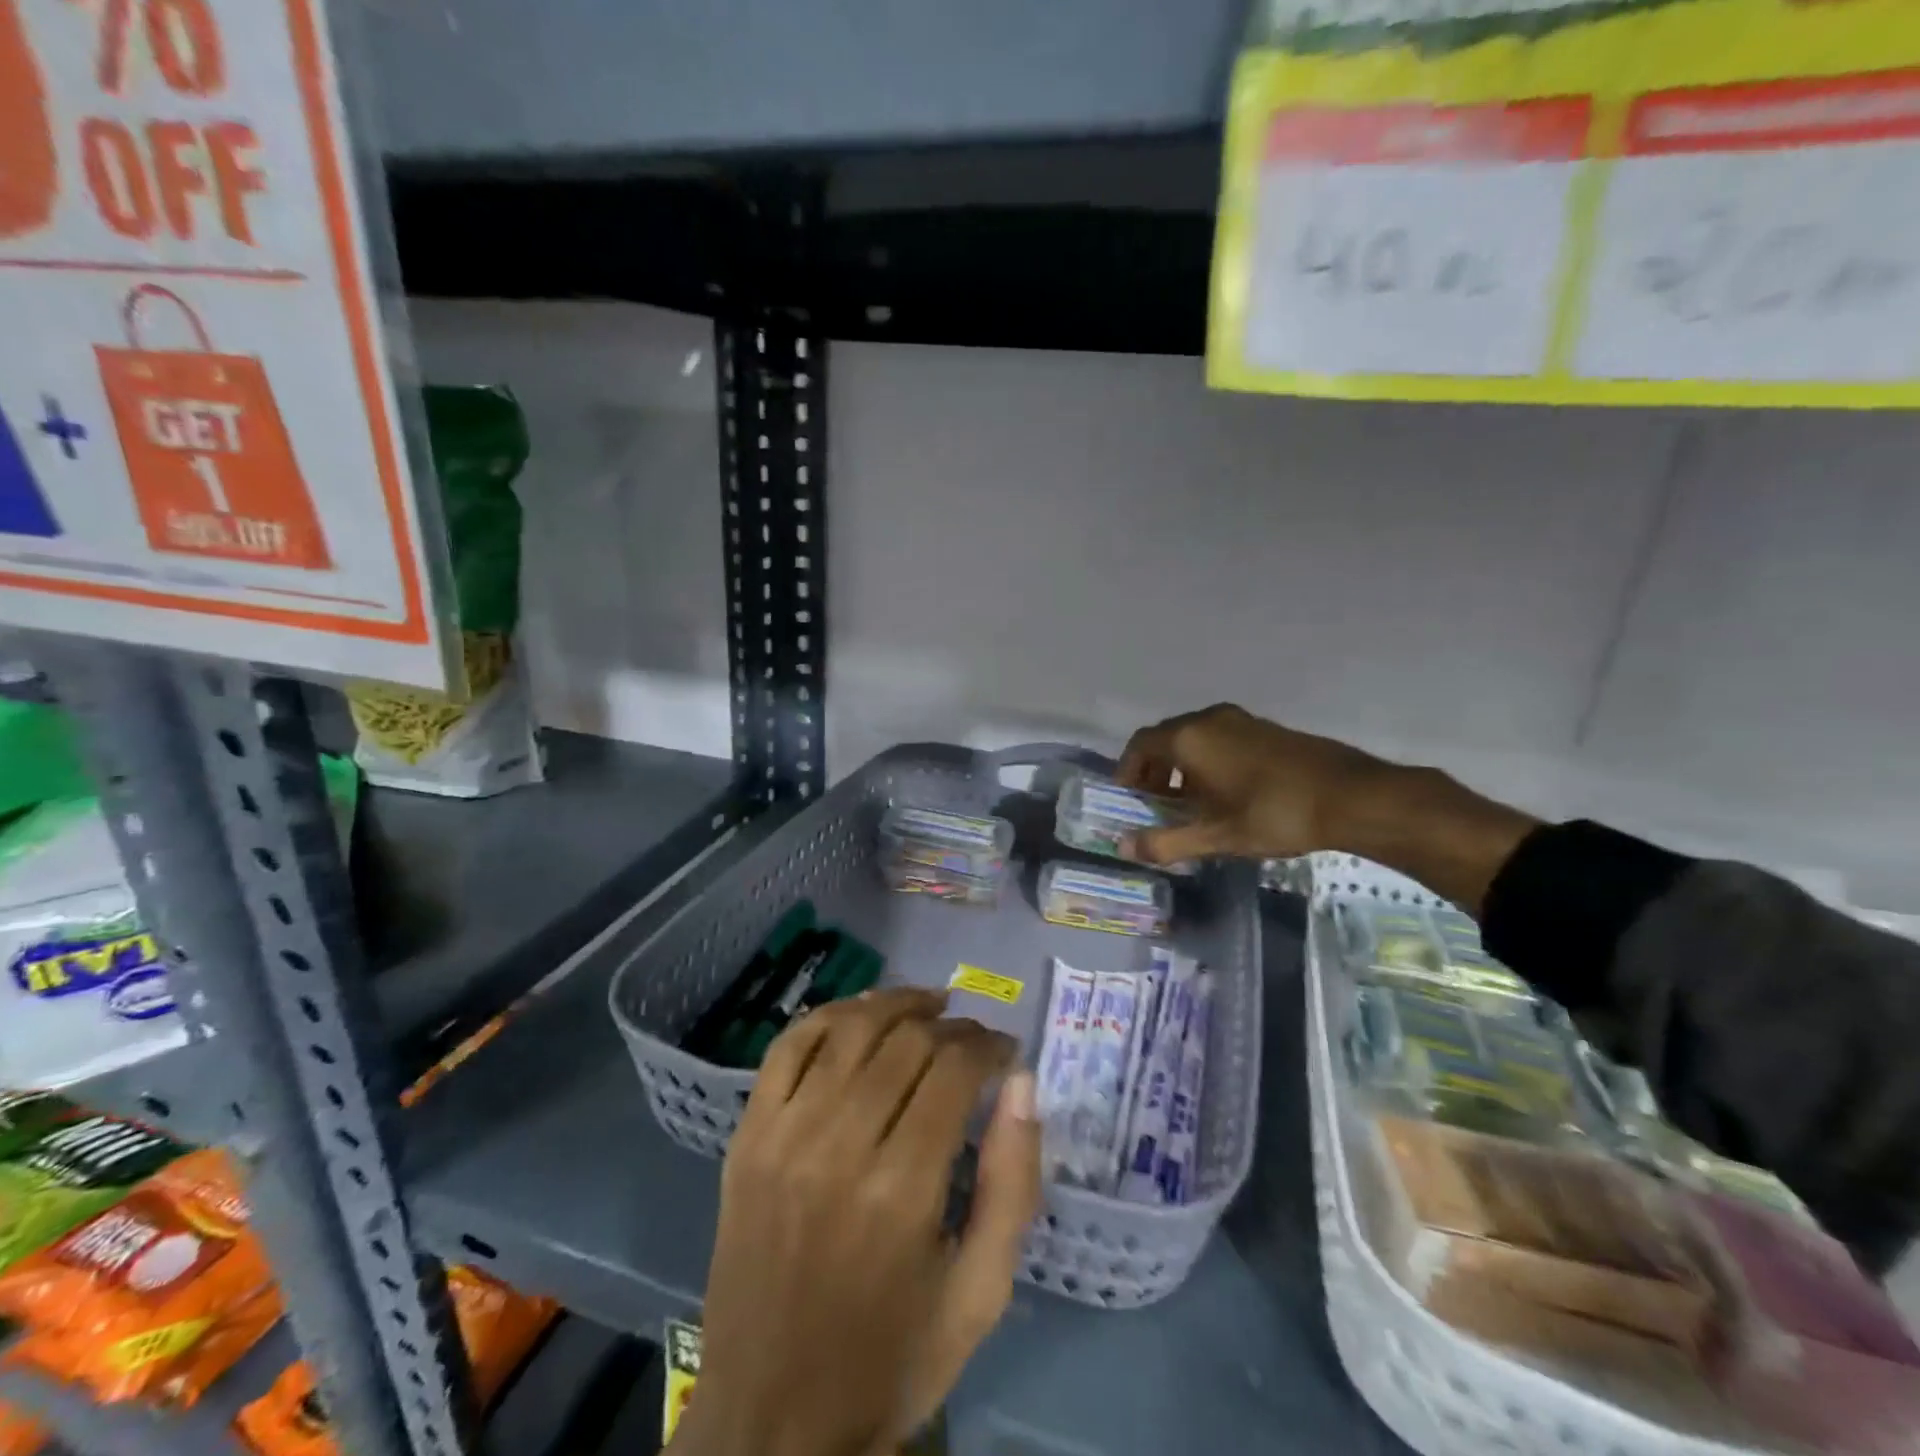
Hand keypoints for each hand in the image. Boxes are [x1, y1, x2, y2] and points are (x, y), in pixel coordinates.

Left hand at [678, 988, 1040, 1455]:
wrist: (771, 1422)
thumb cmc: (891, 1358)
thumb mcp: (981, 1292)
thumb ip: (1013, 1183)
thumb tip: (1023, 1083)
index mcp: (901, 1191)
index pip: (954, 1071)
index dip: (989, 1046)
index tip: (1007, 1052)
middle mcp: (837, 1146)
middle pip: (906, 1042)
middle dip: (953, 1026)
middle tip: (974, 1038)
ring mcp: (783, 1136)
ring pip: (848, 1029)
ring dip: (896, 1004)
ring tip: (929, 1004)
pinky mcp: (747, 1137)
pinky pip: (788, 1046)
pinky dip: (829, 1016)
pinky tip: (861, 1015)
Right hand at [1116, 703, 1384, 865]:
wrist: (1351, 796)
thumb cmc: (1274, 813)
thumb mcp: (1216, 836)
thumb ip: (1166, 842)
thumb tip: (1124, 848)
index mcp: (1189, 738)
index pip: (1139, 745)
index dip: (1127, 771)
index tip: (1128, 799)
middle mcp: (1209, 719)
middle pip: (1164, 739)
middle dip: (1153, 771)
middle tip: (1154, 805)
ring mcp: (1240, 720)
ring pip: (1193, 738)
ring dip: (1180, 767)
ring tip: (1189, 804)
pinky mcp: (1264, 728)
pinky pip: (1219, 738)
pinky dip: (1206, 760)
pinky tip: (1224, 793)